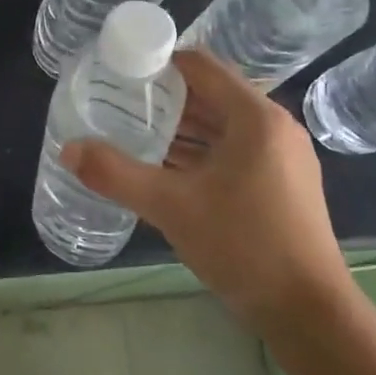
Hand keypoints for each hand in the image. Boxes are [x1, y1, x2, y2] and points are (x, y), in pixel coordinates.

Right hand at [61, 50, 354, 333]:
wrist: (308, 312)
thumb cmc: (243, 246)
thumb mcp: (170, 207)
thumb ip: (115, 174)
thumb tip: (67, 149)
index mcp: (255, 117)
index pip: (201, 65)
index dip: (158, 62)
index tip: (119, 73)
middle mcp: (274, 127)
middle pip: (211, 93)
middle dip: (163, 96)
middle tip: (117, 102)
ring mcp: (282, 156)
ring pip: (221, 124)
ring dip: (180, 125)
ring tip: (132, 130)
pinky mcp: (282, 182)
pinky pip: (233, 149)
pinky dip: (200, 150)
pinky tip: (164, 166)